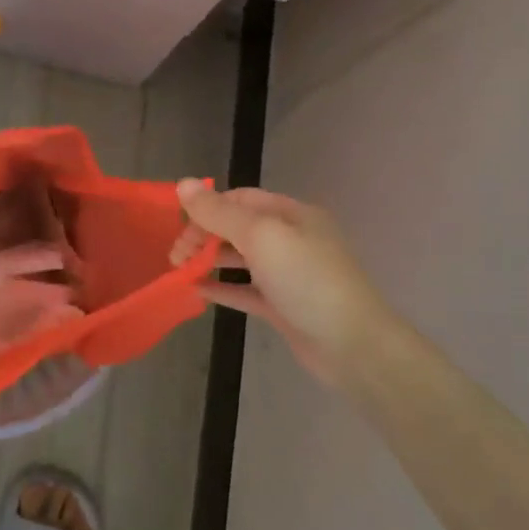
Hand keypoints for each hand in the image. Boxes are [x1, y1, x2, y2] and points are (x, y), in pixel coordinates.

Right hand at [172, 182, 391, 387]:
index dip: (207, 207)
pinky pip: (245, 290)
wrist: (353, 346)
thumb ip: (219, 212)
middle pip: (238, 227)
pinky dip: (222, 288)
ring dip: (209, 260)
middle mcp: (291, 239)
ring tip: (178, 270)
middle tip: (175, 255)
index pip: (240, 199)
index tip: (177, 226)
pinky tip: (196, 291)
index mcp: (292, 214)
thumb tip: (183, 183)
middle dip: (204, 235)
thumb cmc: (307, 281)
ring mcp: (288, 274)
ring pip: (240, 258)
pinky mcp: (283, 306)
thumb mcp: (261, 237)